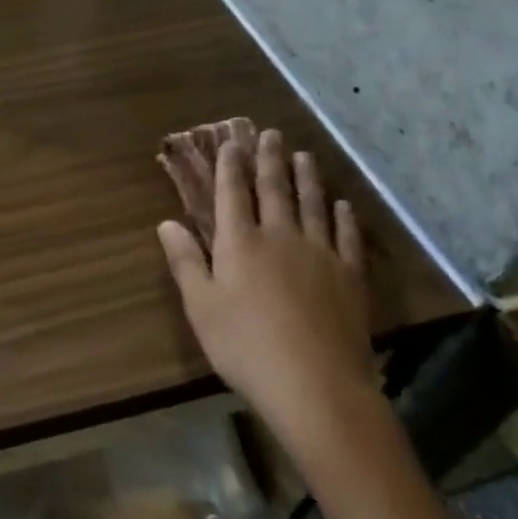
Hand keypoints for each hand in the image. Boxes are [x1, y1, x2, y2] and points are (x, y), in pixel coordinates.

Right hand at [157, 127, 377, 461]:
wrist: (315, 384)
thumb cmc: (244, 346)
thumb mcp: (201, 306)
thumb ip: (185, 261)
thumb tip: (167, 223)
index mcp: (240, 243)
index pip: (232, 193)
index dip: (230, 166)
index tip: (232, 142)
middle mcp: (280, 237)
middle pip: (274, 190)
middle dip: (269, 160)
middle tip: (271, 134)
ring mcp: (320, 254)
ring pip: (312, 204)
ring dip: (307, 177)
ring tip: (304, 155)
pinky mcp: (350, 276)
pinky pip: (346, 236)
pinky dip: (342, 216)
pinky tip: (341, 204)